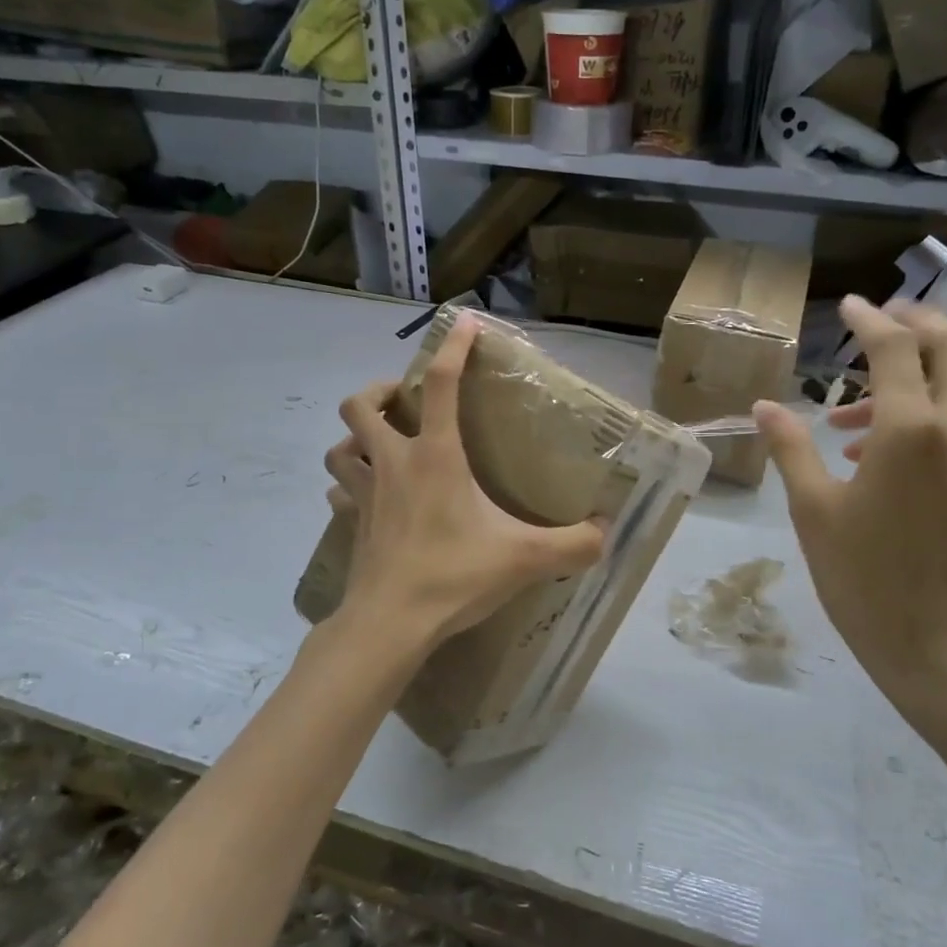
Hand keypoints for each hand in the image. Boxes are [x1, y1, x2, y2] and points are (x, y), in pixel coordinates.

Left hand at [323, 313, 606, 645]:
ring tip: (380, 445)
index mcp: (435, 456)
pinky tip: (368, 497)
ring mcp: (364, 494)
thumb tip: (607, 533)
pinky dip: (350, 485)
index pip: (440, 384)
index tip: (464, 323)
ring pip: (340, 446)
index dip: (453, 348)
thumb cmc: (454, 576)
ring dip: (356, 438)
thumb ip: (574, 544)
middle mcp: (393, 464)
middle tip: (402, 401)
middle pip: (361, 405)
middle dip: (379, 391)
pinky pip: (340, 492)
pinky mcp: (351, 525)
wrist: (390, 623)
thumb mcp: (526, 559)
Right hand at [754, 296, 946, 718]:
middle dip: (918, 322)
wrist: (938, 646)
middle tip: (877, 321)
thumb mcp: (814, 510)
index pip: (896, 350)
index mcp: (910, 431)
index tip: (848, 305)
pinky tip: (875, 448)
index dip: (870, 321)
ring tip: (850, 409)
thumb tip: (766, 406)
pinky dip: (925, 407)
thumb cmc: (863, 578)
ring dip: (916, 371)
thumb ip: (792, 448)